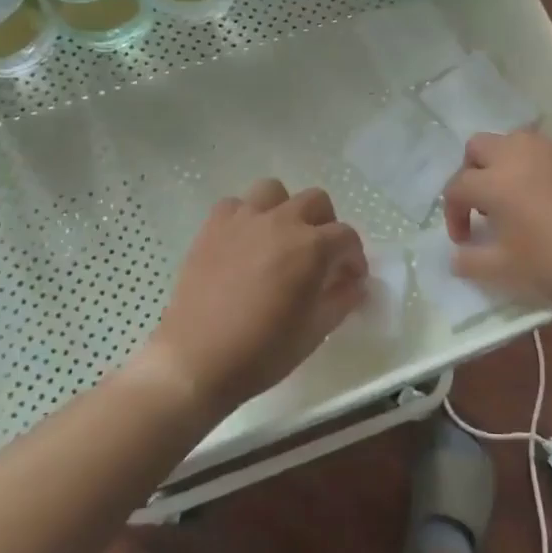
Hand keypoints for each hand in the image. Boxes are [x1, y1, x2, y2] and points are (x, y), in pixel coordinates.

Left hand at [140, 179, 367, 418]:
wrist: (197, 361)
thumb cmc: (263, 352)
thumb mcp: (315, 332)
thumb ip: (342, 300)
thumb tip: (354, 284)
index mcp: (311, 247)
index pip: (347, 237)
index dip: (354, 258)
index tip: (350, 279)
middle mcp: (280, 222)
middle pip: (316, 201)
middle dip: (325, 225)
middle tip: (319, 256)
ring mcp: (243, 219)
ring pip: (274, 191)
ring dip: (285, 209)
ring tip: (280, 239)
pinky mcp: (212, 226)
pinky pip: (235, 205)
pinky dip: (245, 217)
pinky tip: (244, 243)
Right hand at [442, 130, 551, 308]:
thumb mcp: (506, 272)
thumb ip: (471, 261)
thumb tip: (457, 255)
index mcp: (495, 181)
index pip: (457, 186)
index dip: (453, 213)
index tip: (463, 239)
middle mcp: (521, 155)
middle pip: (479, 146)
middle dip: (472, 171)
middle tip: (484, 204)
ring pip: (517, 141)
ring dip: (507, 162)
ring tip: (518, 194)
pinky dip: (545, 169)